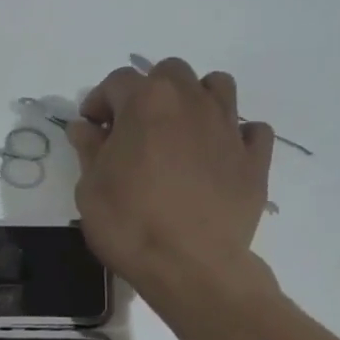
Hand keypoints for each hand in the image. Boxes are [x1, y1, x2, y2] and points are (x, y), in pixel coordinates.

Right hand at [67, 57, 276, 304]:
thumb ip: (89, 150)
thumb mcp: (90, 189)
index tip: (92, 127)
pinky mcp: (255, 159)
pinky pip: (251, 130)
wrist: (190, 266)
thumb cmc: (129, 225)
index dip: (99, 101)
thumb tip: (85, 127)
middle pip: (171, 73)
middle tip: (135, 129)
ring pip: (217, 87)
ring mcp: (229, 128)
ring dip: (196, 100)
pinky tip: (219, 156)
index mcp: (146, 102)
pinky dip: (235, 136)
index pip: (117, 81)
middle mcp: (191, 102)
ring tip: (180, 133)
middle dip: (149, 92)